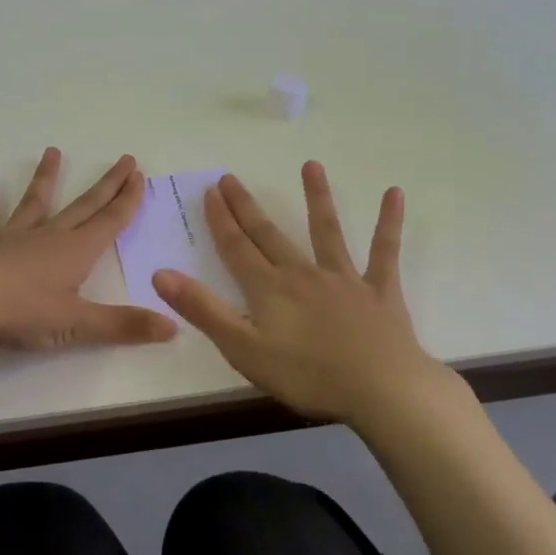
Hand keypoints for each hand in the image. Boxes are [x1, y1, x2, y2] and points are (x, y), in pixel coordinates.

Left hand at [0, 148, 177, 351]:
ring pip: (35, 203)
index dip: (128, 200)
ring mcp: (13, 238)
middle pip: (84, 206)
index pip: (109, 221)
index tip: (140, 176)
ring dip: (46, 178)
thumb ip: (125, 325)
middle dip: (107, 185)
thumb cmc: (24, 313)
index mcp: (75, 252)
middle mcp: (48, 237)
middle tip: (124, 160)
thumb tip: (174, 327)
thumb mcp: (79, 324)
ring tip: (52, 151)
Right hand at [152, 162, 455, 424]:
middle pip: (269, 235)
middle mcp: (302, 273)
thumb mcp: (243, 349)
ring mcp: (343, 278)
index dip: (220, 220)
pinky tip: (394, 194)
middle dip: (246, 207)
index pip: (237, 248)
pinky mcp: (379, 290)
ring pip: (326, 231)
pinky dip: (388, 223)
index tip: (209, 192)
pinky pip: (383, 252)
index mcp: (269, 289)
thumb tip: (161, 274)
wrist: (381, 389)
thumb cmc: (308, 375)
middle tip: (230, 177)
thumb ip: (203, 310)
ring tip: (311, 165)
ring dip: (317, 197)